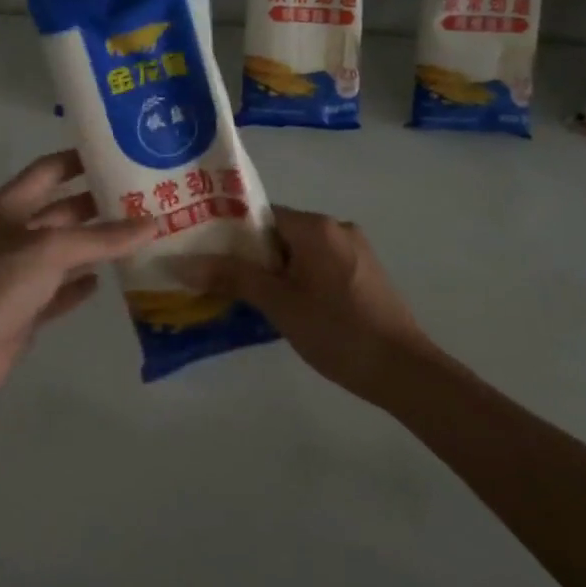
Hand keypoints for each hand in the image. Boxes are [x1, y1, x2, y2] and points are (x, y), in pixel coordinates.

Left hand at [0, 150, 155, 404]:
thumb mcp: (50, 250)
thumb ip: (102, 237)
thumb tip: (154, 223)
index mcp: (5, 207)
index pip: (47, 171)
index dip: (79, 160)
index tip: (118, 153)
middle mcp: (8, 235)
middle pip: (59, 212)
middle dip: (97, 205)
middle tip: (143, 200)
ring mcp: (13, 275)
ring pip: (61, 253)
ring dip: (94, 246)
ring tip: (138, 238)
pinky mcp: (20, 311)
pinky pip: (56, 291)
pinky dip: (78, 286)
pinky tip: (104, 282)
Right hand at [175, 207, 438, 401]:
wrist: (403, 370)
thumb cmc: (336, 330)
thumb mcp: (278, 303)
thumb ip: (232, 277)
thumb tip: (183, 263)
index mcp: (316, 226)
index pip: (262, 216)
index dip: (233, 234)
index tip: (210, 256)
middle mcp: (337, 228)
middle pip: (281, 233)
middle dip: (253, 257)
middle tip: (224, 282)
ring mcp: (356, 251)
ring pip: (301, 252)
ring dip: (277, 272)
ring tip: (251, 300)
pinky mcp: (366, 273)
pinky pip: (321, 266)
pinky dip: (300, 280)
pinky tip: (290, 309)